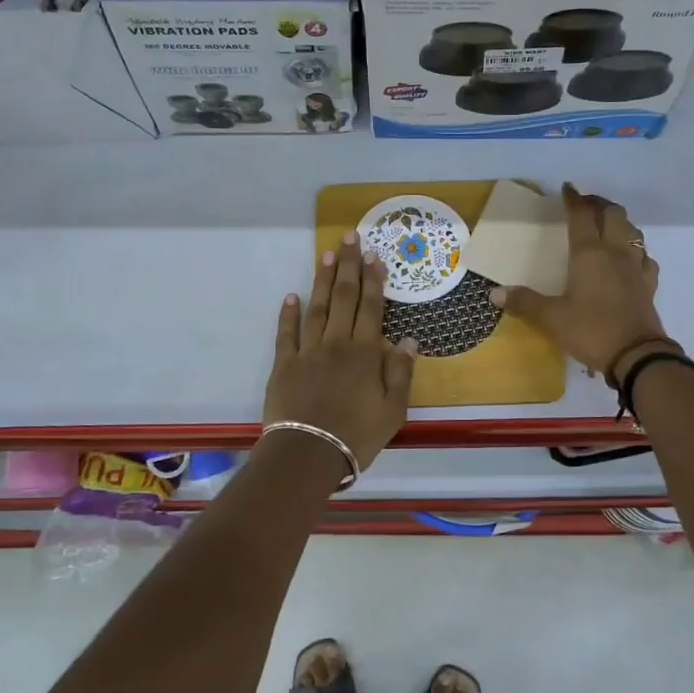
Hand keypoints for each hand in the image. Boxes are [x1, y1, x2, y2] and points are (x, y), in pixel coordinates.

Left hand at [265, 235, 417, 470]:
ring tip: (326, 254)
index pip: (371, 308)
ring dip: (322, 280)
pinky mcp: (284, 365)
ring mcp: (308, 352)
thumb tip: (409, 339)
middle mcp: (337, 343)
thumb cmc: (357, 435)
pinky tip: (291, 296)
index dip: (373, 281)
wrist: (309, 454)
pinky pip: (286, 333)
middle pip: (343, 298)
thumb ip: (401, 372)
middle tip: (350, 238)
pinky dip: (288, 313)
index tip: (374, 256)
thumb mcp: (393, 410)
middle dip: (348, 266)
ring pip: (316, 308)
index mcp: (365, 353)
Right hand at [491, 184, 671, 379]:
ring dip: (620, 221)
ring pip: (633, 231)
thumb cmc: (591, 330)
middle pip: (613, 214)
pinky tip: (630, 258)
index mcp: (589, 254)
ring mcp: (636, 267)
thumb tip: (494, 293)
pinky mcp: (649, 284)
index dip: (574, 199)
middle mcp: (615, 253)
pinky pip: (645, 257)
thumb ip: (525, 302)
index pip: (582, 216)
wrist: (637, 356)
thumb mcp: (552, 318)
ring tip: (607, 224)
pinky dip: (636, 249)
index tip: (567, 188)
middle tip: (585, 204)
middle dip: (599, 204)